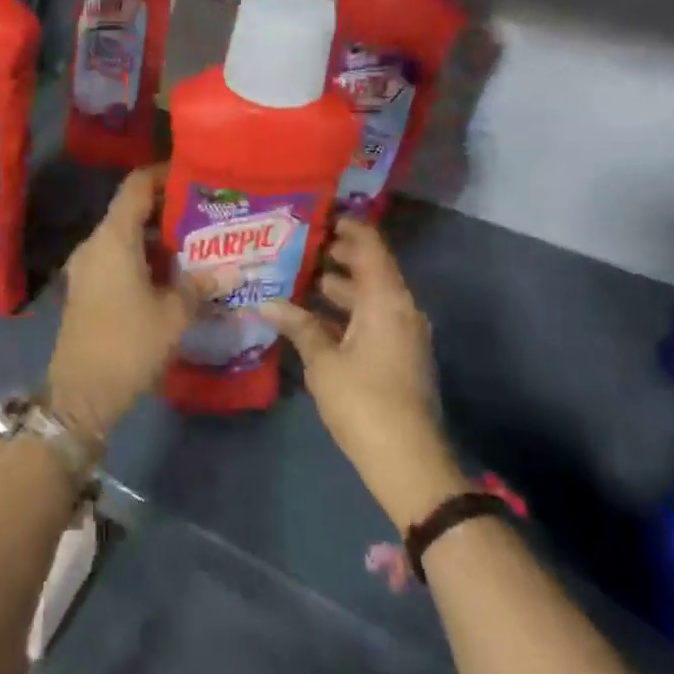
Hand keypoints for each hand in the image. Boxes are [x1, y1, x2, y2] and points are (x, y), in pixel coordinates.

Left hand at [47, 165, 199, 445]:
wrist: (81, 393)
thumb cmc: (128, 344)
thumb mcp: (174, 314)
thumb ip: (201, 286)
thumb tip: (233, 271)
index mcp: (113, 238)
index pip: (136, 186)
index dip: (163, 174)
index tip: (194, 176)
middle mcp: (95, 244)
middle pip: (131, 210)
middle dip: (168, 209)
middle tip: (207, 213)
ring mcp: (87, 267)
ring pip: (125, 236)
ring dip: (158, 236)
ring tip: (198, 243)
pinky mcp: (87, 288)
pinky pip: (117, 258)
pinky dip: (144, 257)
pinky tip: (174, 273)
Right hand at [261, 219, 464, 528]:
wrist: (406, 460)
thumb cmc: (363, 401)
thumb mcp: (323, 361)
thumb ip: (298, 325)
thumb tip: (267, 302)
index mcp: (386, 301)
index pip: (371, 248)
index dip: (349, 228)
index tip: (320, 213)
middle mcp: (400, 309)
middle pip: (370, 269)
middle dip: (337, 254)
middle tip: (299, 242)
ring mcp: (402, 334)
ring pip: (369, 296)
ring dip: (339, 285)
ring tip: (299, 274)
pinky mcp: (397, 355)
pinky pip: (371, 317)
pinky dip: (345, 310)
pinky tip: (312, 315)